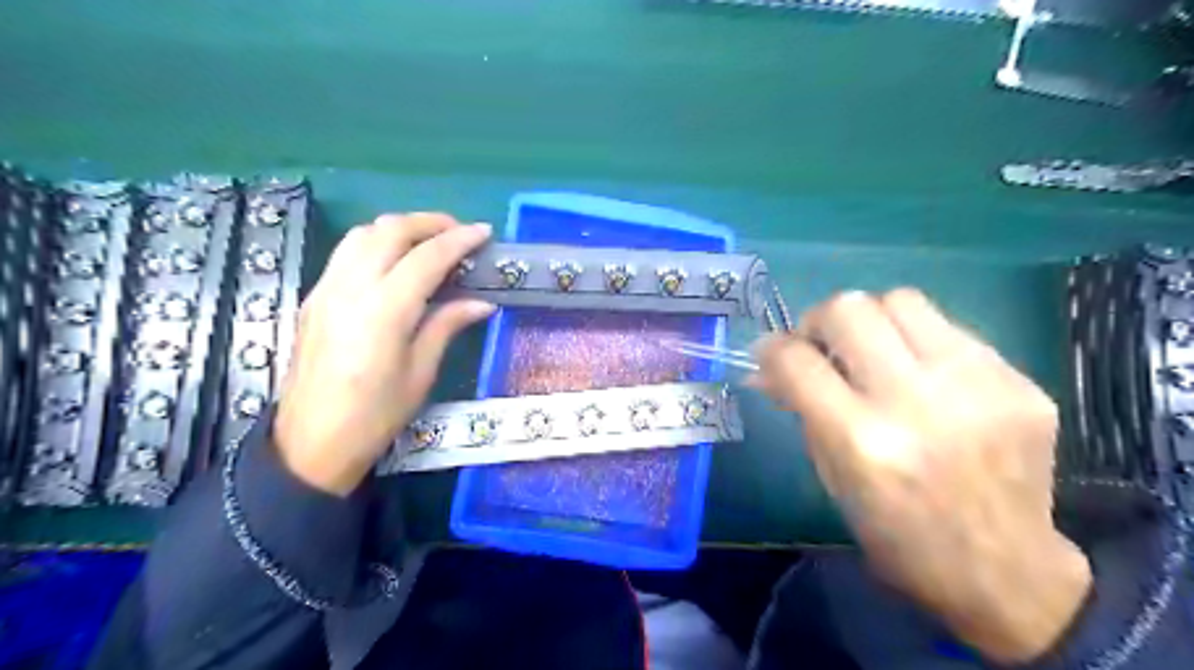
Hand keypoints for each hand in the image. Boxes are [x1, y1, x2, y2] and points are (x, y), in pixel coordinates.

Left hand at [271, 214, 490, 496]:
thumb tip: (481, 302)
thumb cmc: (376, 415)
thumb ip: (447, 325)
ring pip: (363, 233)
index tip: (484, 233)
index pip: (427, 257)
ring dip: (400, 228)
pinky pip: (347, 252)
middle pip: (390, 231)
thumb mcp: (421, 373)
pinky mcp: (314, 297)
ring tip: (429, 241)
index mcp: (385, 311)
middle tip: (460, 232)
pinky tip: (395, 261)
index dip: (459, 240)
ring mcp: (327, 289)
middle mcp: (351, 288)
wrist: (311, 442)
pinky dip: (377, 242)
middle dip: (430, 222)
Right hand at [755, 287, 1089, 663]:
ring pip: (901, 300)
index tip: (770, 353)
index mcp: (863, 441)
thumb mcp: (832, 477)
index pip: (797, 360)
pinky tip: (923, 376)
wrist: (1005, 570)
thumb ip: (802, 409)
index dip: (772, 349)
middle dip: (820, 319)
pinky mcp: (1018, 381)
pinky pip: (949, 329)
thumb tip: (769, 366)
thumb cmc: (898, 534)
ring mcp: (977, 385)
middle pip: (849, 309)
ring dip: (872, 320)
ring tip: (873, 351)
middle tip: (822, 344)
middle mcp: (918, 403)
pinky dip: (919, 343)